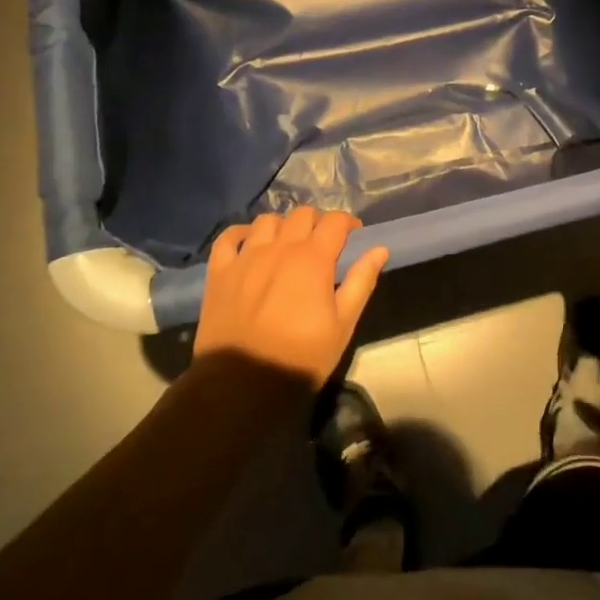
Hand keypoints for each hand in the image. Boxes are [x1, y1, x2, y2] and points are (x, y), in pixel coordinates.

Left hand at [191, 207, 388, 390]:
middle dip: (317, 222)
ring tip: (286, 244)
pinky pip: (228, 237)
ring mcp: (246, 257)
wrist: (242, 385)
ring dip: (282, 226)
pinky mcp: (219, 272)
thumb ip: (361, 281)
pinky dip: (241, 234)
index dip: (348, 223)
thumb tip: (379, 249)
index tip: (353, 236)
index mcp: (313, 258)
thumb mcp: (342, 324)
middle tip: (322, 243)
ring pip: (267, 220)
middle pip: (302, 214)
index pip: (335, 221)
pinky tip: (249, 244)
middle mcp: (280, 247)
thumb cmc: (300, 356)